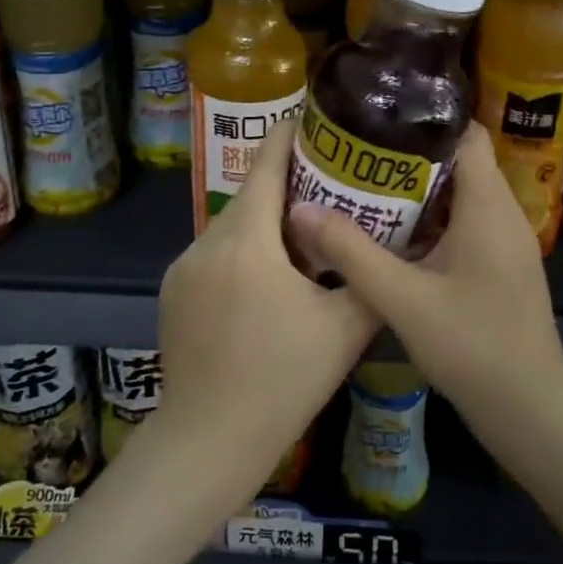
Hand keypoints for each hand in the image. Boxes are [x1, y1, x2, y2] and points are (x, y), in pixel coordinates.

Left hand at [154, 120, 378, 502]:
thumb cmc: (282, 381)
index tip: (318, 122)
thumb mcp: (344, 328)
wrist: (208, 440)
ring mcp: (182, 266)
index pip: (268, 164)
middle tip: (330, 189)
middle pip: (251, 195)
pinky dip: (241, 252)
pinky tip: (264, 284)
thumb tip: (391, 243)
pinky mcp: (172, 291)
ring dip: (264, 224)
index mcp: (247, 240)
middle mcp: (207, 241)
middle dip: (288, 186)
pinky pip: (213, 254)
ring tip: (303, 240)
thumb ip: (367, 275)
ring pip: (232, 226)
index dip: (292, 136)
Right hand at [286, 125, 562, 447]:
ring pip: (458, 192)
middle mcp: (502, 212)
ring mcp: (504, 240)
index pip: (466, 132)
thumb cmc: (474, 348)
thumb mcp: (403, 300)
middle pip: (458, 159)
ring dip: (415, 186)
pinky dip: (428, 216)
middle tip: (355, 151)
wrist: (531, 414)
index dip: (424, 117)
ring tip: (362, 182)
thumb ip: (351, 252)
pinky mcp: (499, 264)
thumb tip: (300, 209)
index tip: (376, 117)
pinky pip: (462, 221)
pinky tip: (390, 231)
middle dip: (407, 152)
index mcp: (488, 206)